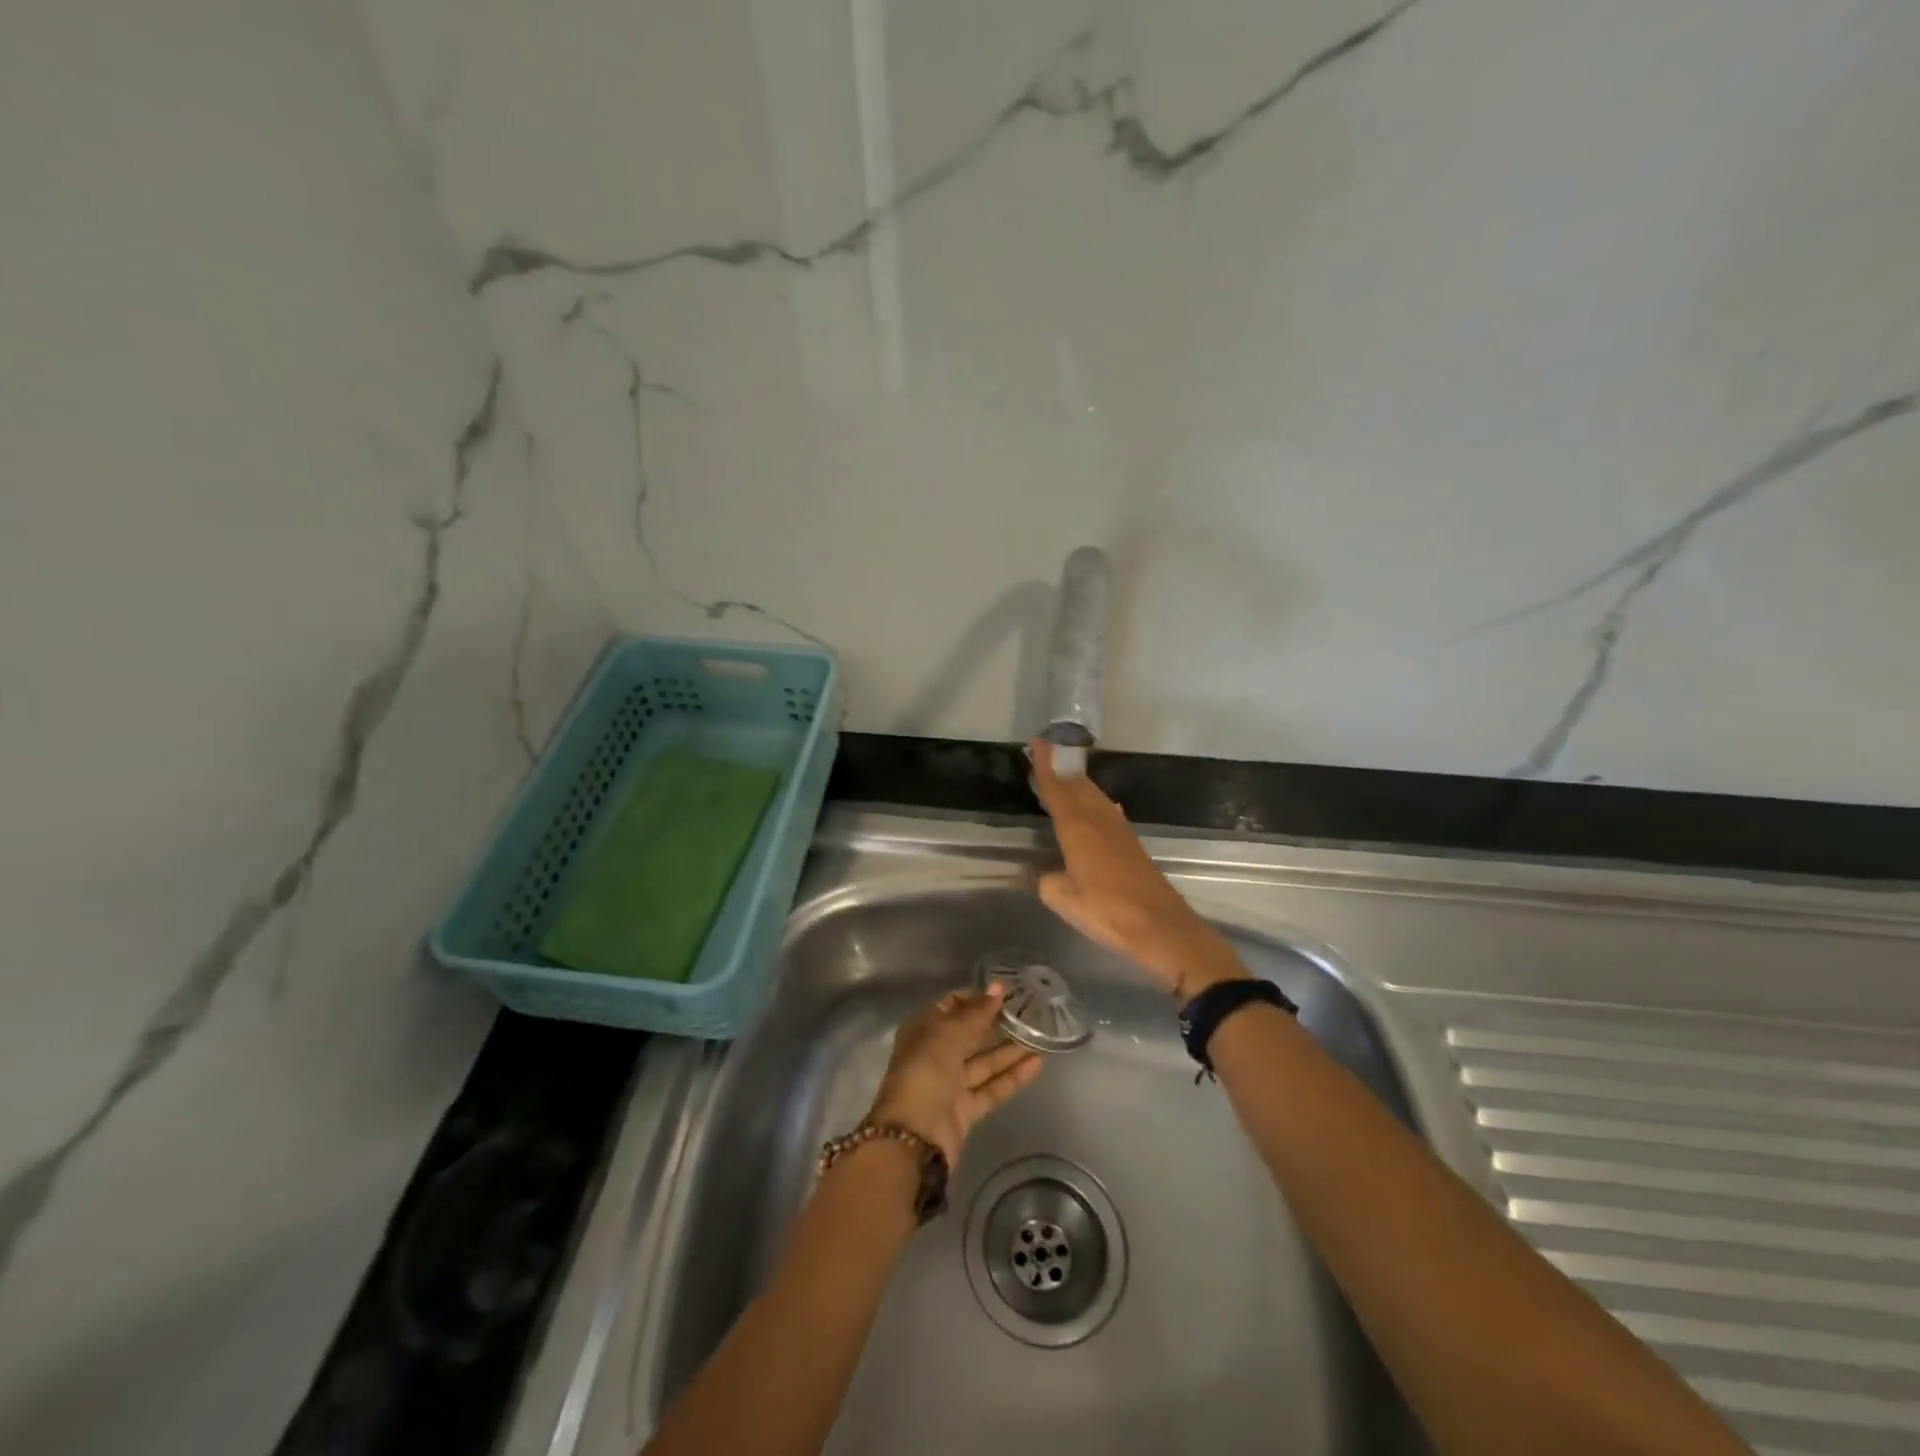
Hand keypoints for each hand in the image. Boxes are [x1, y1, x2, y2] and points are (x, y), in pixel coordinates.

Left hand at [868, 986, 1042, 1166]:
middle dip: (994, 1023)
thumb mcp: (948, 1035)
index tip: (1004, 993)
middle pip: (968, 1035)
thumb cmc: (924, 1074)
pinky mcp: (965, 1111)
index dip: (975, 999)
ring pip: (983, 1063)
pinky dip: (1012, 1077)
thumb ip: (976, 1013)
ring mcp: (949, 1085)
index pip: (950, 1008)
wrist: (913, 1138)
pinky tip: (1036, 1063)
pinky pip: (991, 1088)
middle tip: (1026, 1011)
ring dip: (1008, 1050)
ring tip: (1038, 1036)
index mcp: (922, 1032)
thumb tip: (998, 988)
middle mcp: (934, 1056)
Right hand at [1029, 739, 1248, 1000]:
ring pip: (1094, 796)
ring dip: (1078, 783)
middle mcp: (1099, 821)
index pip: (1057, 789)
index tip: (1037, 742)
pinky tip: (1093, 807)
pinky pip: (1105, 811)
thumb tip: (1048, 875)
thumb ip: (1049, 882)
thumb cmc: (1108, 912)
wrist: (1161, 927)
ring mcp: (1119, 831)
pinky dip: (1092, 801)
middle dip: (1061, 769)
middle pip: (1078, 786)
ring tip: (1064, 776)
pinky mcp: (1132, 845)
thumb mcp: (1065, 901)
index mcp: (1078, 829)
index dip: (1045, 766)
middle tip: (1045, 754)